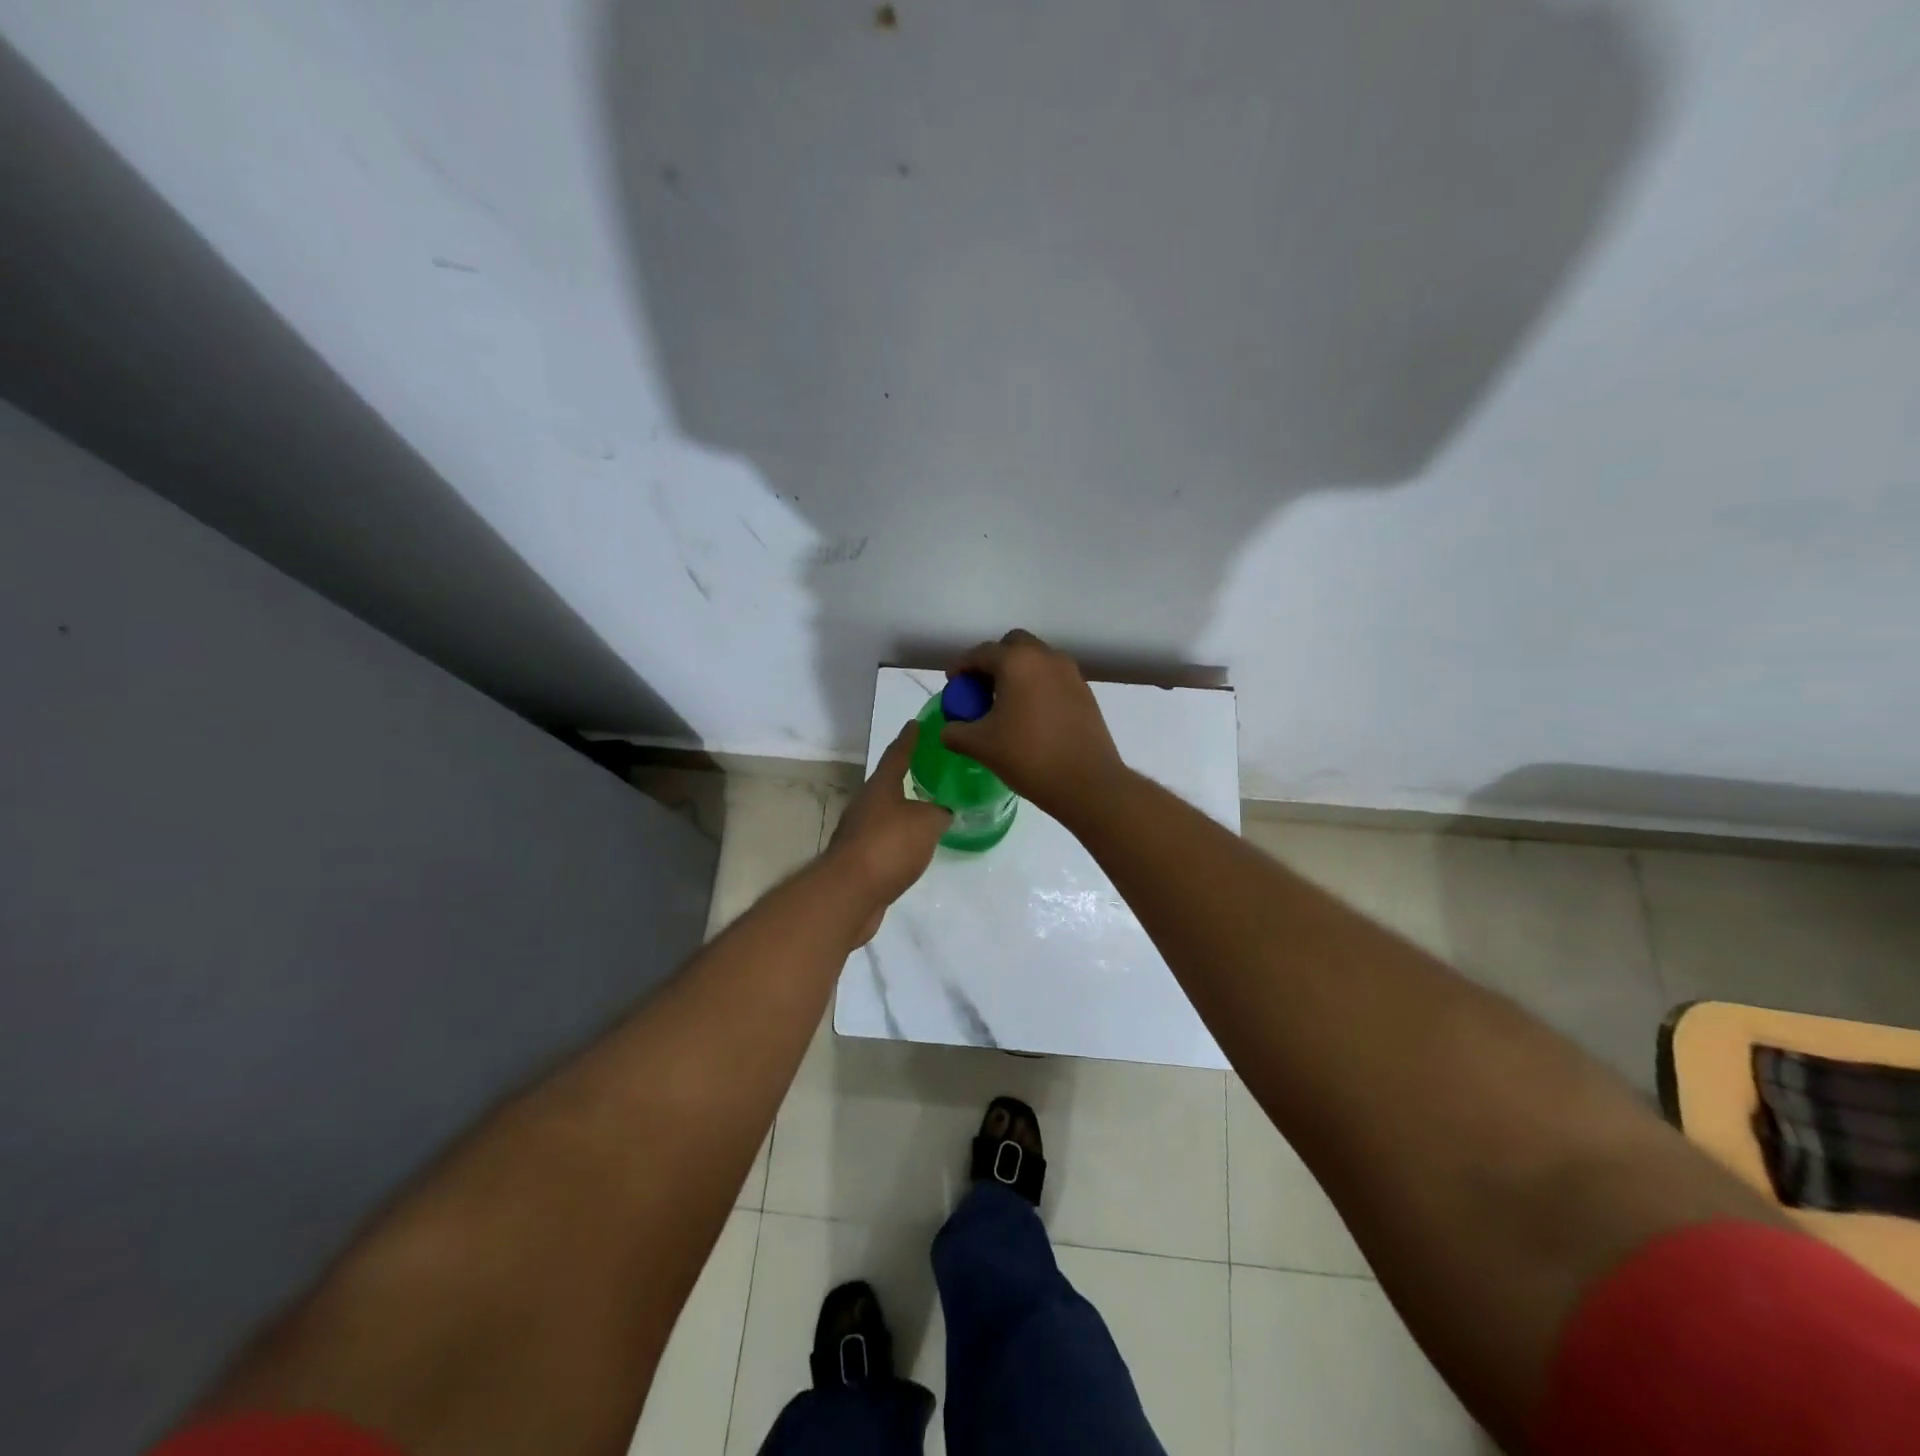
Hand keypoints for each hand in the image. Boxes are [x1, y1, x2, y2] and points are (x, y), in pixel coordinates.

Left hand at [822, 720, 951, 944]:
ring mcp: (857, 834)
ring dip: (904, 814)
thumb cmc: (889, 845)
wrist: (850, 893)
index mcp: (880, 787)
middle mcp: (865, 805)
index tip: (915, 724)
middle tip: (929, 773)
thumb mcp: (927, 823)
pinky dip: (900, 842)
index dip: (908, 739)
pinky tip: (914, 850)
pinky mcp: (858, 861)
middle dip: (905, 779)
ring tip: (928, 814)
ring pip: (885, 816)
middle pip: (887, 786)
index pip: (897, 755)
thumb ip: (939, 813)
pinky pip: (885, 843)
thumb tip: (942, 813)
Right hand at [940, 629, 1124, 821]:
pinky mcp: (1085, 692)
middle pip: (1013, 646)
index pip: (981, 653)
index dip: (962, 667)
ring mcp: (1070, 673)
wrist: (1087, 782)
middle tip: (981, 690)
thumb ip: (956, 731)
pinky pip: (1053, 678)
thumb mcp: (981, 746)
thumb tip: (949, 729)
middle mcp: (1046, 657)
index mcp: (1017, 662)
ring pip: (1036, 660)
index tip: (953, 685)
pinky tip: (1031, 716)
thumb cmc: (1029, 757)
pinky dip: (1037, 686)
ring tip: (1005, 704)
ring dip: (1017, 673)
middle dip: (993, 662)